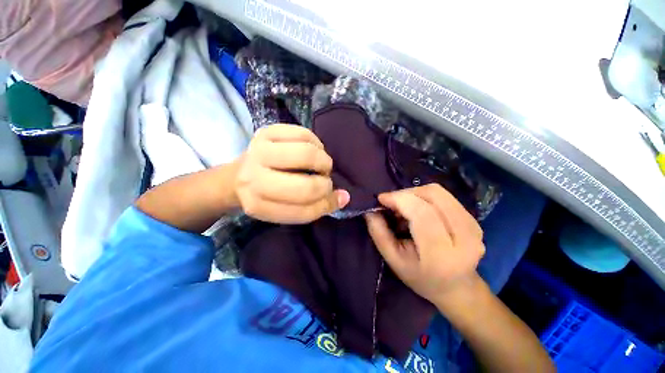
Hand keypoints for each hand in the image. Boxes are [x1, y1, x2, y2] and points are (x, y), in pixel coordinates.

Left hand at [234, 124, 349, 223]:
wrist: (237, 176)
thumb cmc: (267, 196)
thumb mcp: (287, 209)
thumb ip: (316, 206)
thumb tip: (345, 197)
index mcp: (259, 206)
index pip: (303, 211)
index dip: (326, 204)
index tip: (337, 197)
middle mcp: (254, 180)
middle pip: (305, 187)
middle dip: (324, 184)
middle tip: (325, 180)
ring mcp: (259, 151)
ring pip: (306, 155)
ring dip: (323, 161)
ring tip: (320, 165)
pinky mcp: (266, 131)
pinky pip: (304, 134)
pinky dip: (316, 144)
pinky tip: (313, 150)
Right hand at [365, 184, 484, 304]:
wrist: (456, 288)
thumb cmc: (420, 277)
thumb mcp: (393, 260)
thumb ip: (379, 233)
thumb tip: (371, 209)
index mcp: (442, 253)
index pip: (421, 213)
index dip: (399, 199)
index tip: (381, 199)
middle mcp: (464, 237)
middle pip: (432, 196)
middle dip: (406, 193)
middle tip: (392, 203)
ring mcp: (474, 226)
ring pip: (439, 192)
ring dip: (415, 193)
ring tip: (404, 206)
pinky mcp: (474, 219)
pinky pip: (445, 196)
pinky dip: (425, 197)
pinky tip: (419, 209)